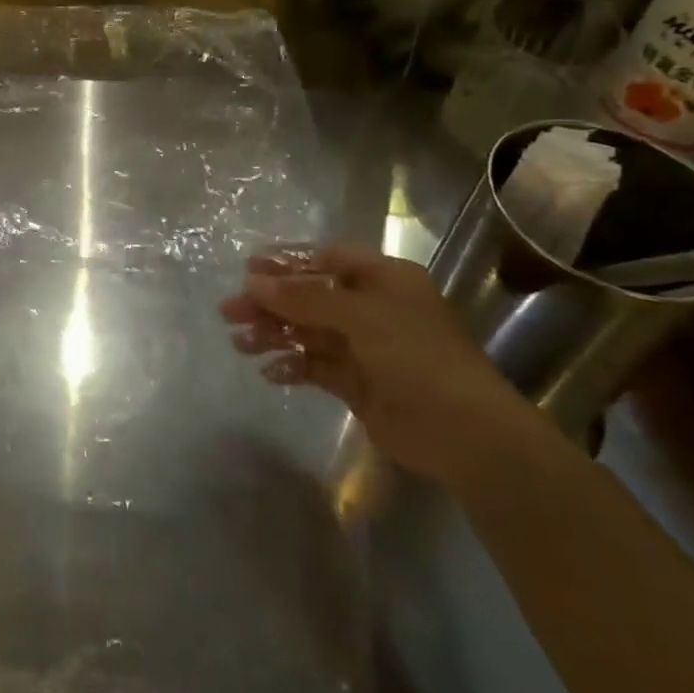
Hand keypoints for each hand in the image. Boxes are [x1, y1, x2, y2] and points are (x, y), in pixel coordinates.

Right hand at [221, 241, 542, 485]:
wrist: (465, 432)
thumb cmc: (416, 355)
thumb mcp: (359, 315)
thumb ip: (304, 297)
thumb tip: (252, 282)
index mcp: (383, 279)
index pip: (327, 260)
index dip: (287, 263)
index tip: (248, 270)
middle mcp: (373, 307)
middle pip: (311, 296)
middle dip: (270, 302)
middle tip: (229, 311)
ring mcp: (364, 347)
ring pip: (308, 331)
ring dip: (274, 334)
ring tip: (239, 342)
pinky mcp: (357, 383)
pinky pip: (315, 366)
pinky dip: (292, 366)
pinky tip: (268, 371)